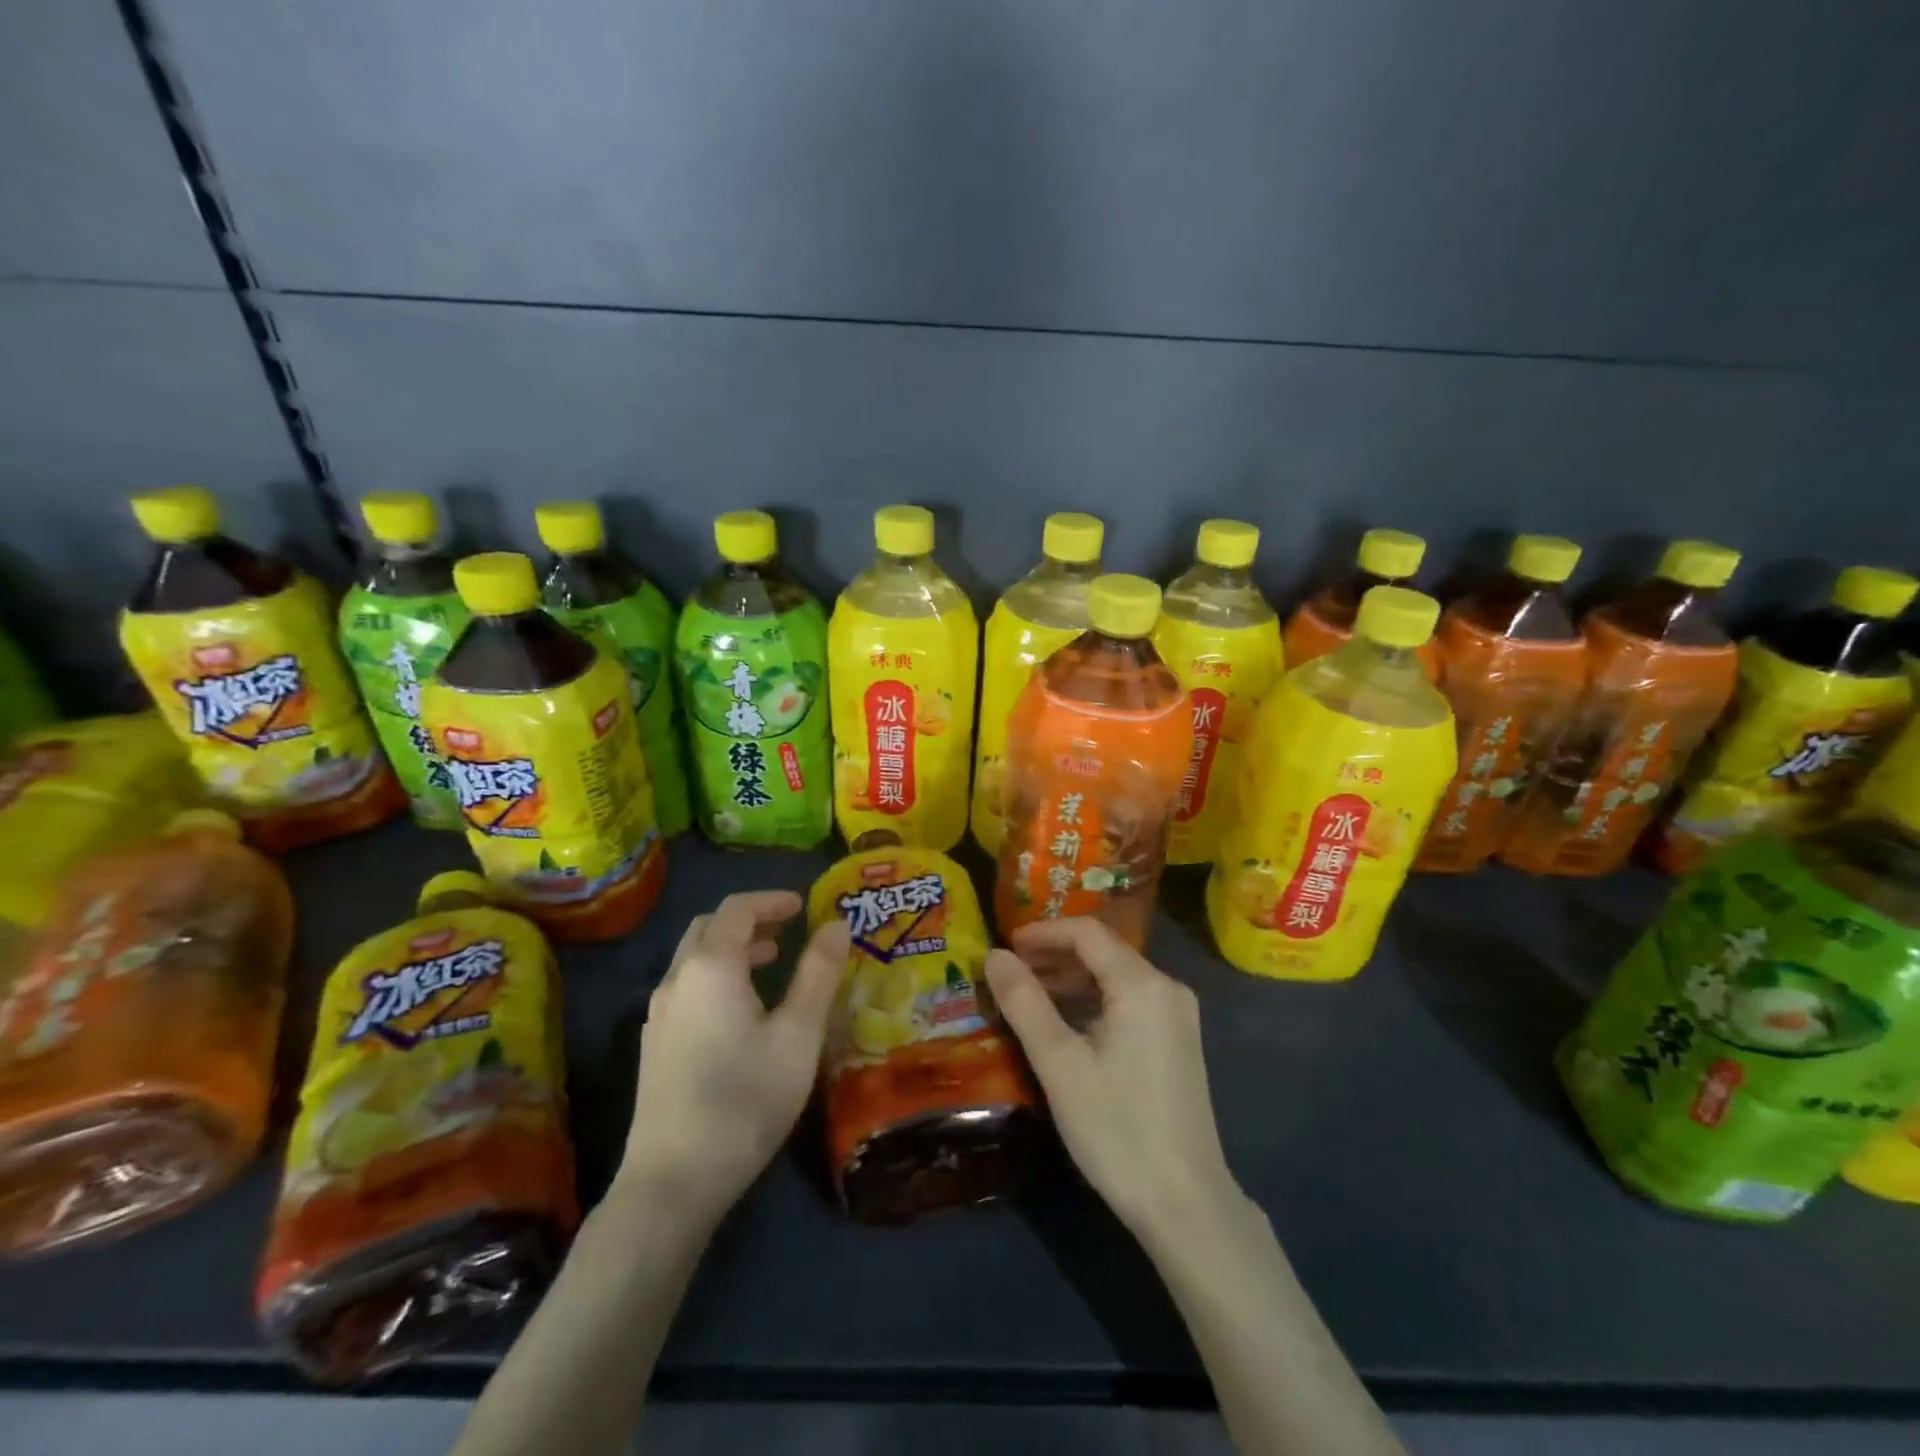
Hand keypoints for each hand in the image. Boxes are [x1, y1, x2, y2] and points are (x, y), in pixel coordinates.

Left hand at [618, 891, 849, 1224]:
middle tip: (789, 929)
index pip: (737, 908)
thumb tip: (836, 924)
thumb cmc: (745, 1099)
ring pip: (695, 958)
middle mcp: (677, 979)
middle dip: (750, 920)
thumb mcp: (798, 1034)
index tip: (804, 905)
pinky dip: (717, 975)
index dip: (772, 900)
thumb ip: (818, 973)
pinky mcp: (655, 1044)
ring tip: (773, 962)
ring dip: (733, 948)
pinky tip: (742, 1010)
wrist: (673, 1181)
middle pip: (710, 927)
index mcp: (711, 966)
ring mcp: (659, 1014)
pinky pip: (688, 987)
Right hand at [985, 918, 1235, 1239]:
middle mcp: (1167, 988)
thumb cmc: (1117, 1129)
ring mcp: (1177, 1015)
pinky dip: (1093, 1001)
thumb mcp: (1059, 1064)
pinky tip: (1065, 1022)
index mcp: (1142, 985)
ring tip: (1028, 994)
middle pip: (1104, 951)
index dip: (1044, 932)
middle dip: (1055, 954)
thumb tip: (994, 955)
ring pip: (1116, 976)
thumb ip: (1024, 1002)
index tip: (1005, 945)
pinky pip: (1130, 1001)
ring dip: (1072, 978)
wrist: (1186, 1203)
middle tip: (1010, 970)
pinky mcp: (1178, 1041)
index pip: (1087, 933)